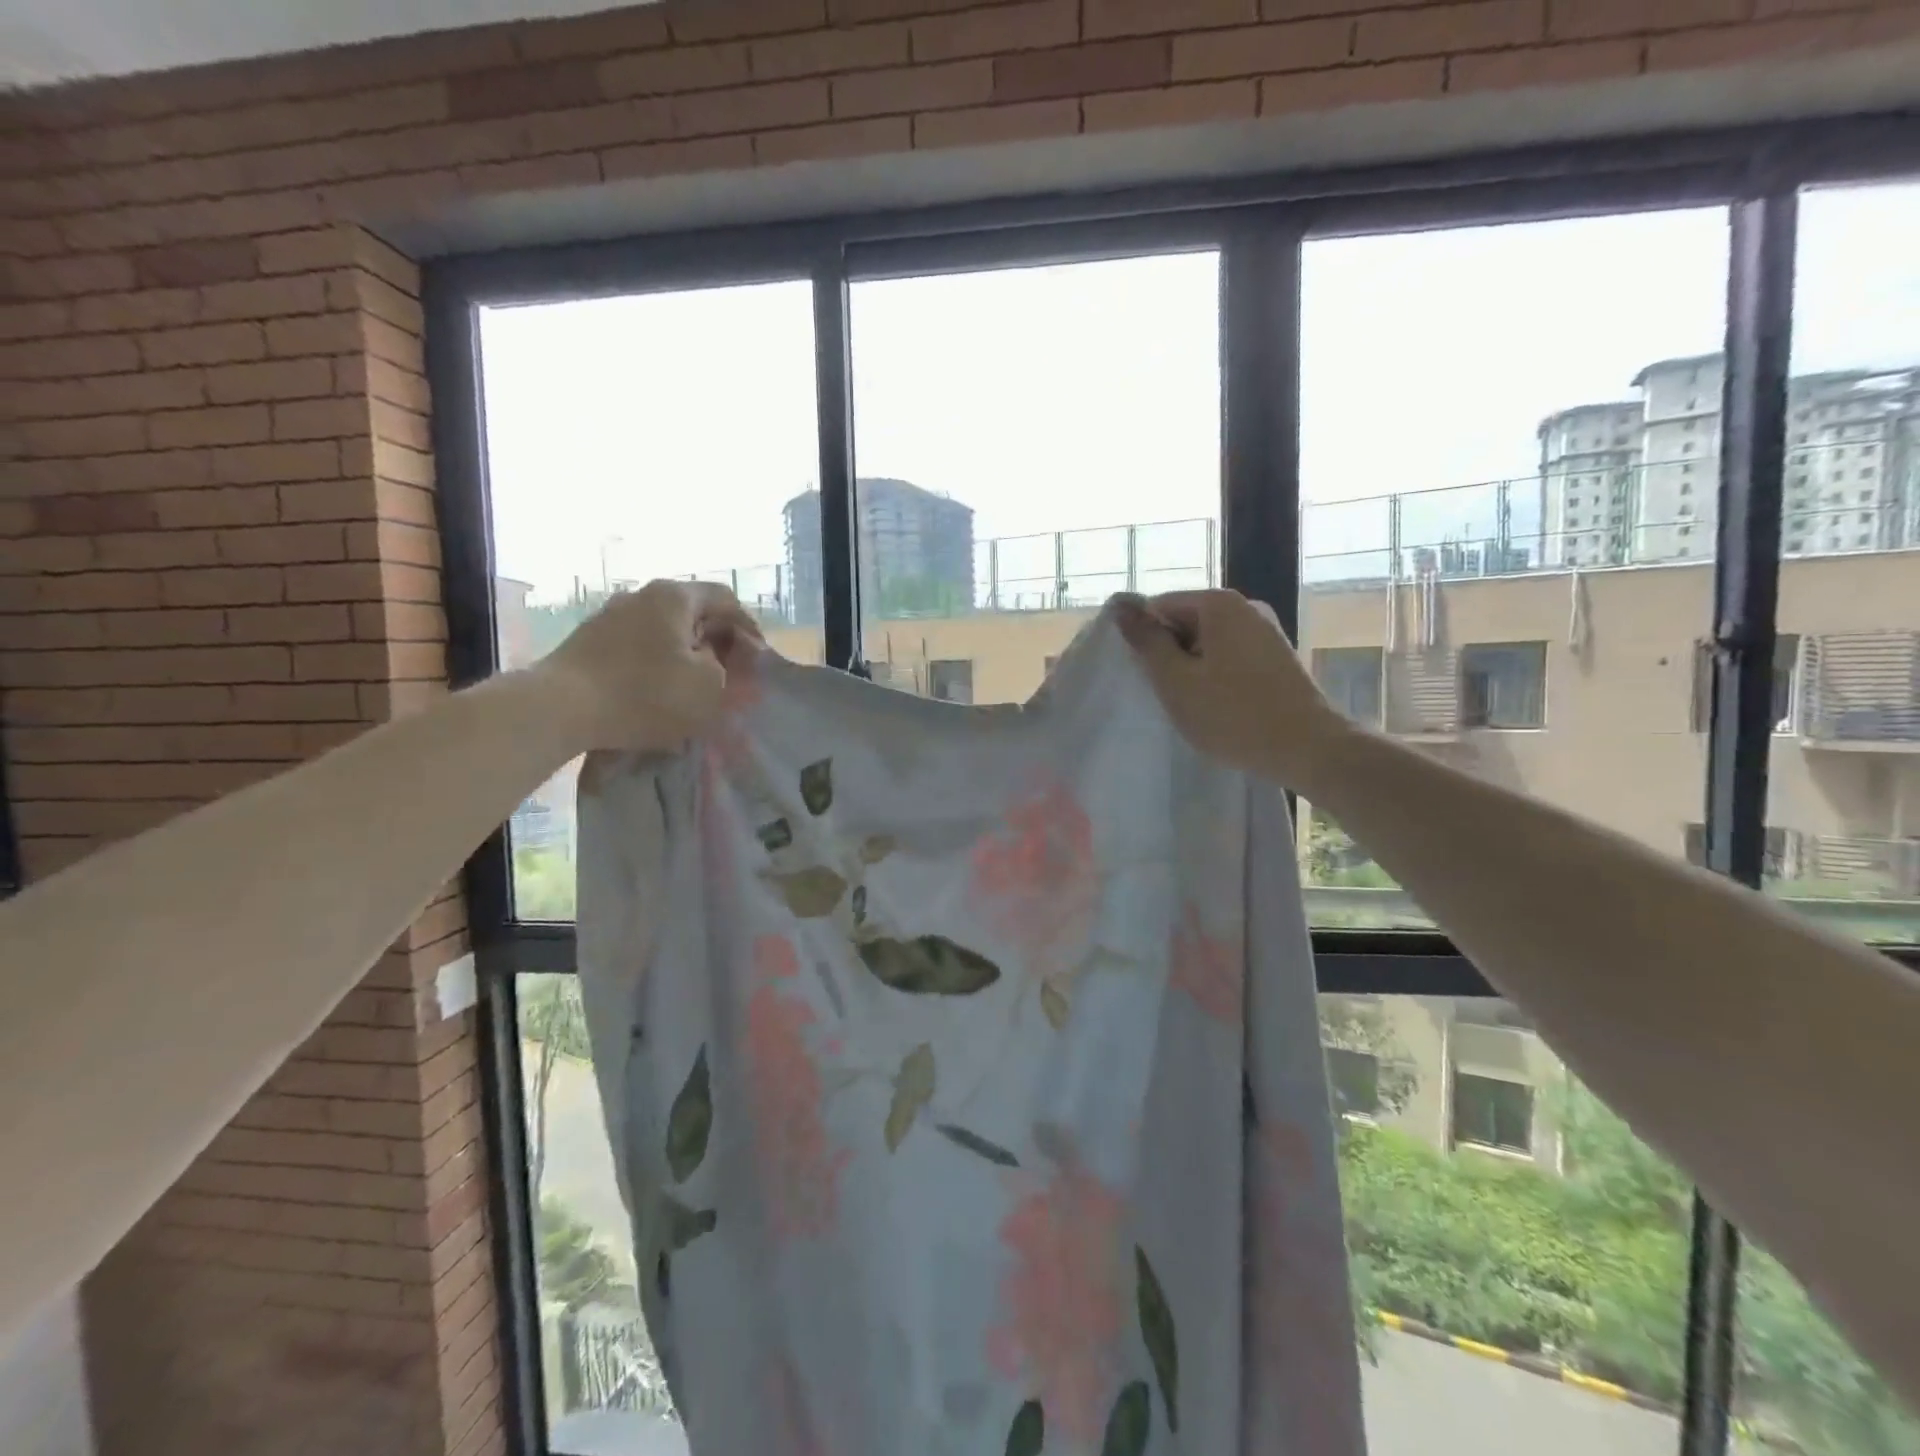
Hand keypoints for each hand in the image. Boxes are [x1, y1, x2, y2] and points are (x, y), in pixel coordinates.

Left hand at [541, 580, 759, 752]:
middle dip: (717, 641)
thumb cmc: (645, 693)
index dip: (748, 627)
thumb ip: (728, 671)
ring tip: (694, 684)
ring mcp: (609, 615)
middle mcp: (641, 595)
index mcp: (674, 596)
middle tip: (729, 672)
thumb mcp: (708, 687)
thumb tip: (719, 664)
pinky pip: (637, 646)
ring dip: (685, 653)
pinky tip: (657, 690)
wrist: (559, 708)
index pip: (726, 599)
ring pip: (663, 630)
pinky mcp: (587, 641)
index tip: (757, 658)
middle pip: (693, 612)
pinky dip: (656, 663)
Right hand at [1113, 589, 1354, 789]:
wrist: (1308, 749)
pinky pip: (1230, 656)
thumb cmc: (1233, 715)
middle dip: (1168, 654)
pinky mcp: (1277, 656)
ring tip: (1189, 703)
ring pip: (1207, 642)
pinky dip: (1214, 675)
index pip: (1159, 606)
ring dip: (1190, 668)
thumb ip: (1146, 642)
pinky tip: (1216, 705)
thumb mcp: (1176, 681)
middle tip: (1163, 693)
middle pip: (1185, 621)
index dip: (1143, 639)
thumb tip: (1121, 606)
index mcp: (1218, 604)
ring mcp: (1266, 631)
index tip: (1141, 674)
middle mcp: (1246, 607)